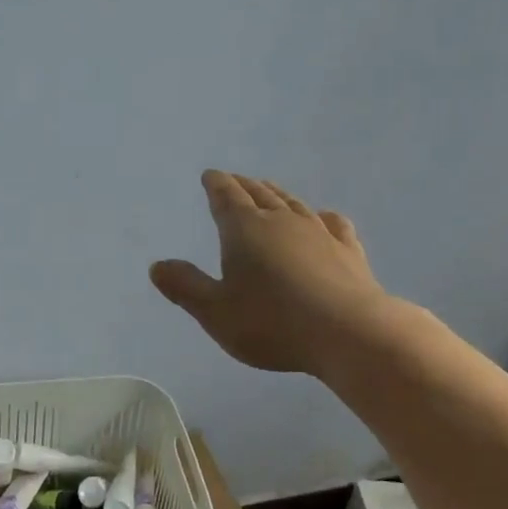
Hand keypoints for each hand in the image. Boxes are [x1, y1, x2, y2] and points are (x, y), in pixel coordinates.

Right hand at [150, 171, 393, 375]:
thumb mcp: (215, 312)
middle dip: (243, 185)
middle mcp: (281, 221)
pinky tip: (323, 218)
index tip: (210, 175)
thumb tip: (157, 266)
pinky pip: (332, 223)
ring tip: (269, 190)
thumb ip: (185, 286)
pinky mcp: (348, 251)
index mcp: (244, 229)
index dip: (216, 184)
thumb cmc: (272, 323)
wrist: (350, 333)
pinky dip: (322, 216)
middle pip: (259, 193)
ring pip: (293, 203)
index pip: (226, 196)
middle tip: (234, 180)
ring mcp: (319, 233)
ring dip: (277, 194)